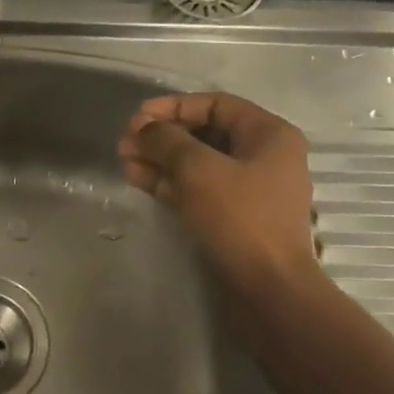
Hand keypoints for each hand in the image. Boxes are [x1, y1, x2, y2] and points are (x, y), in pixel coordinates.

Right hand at [118, 92, 320, 288]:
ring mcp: (249, 189)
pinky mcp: (234, 217)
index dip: (173, 107)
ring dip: (160, 159)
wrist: (268, 289)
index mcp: (269, 134)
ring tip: (124, 161)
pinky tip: (139, 180)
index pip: (215, 104)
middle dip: (162, 136)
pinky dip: (170, 183)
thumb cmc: (240, 219)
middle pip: (204, 133)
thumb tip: (144, 130)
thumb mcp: (198, 170)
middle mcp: (263, 156)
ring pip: (197, 163)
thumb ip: (167, 141)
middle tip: (125, 143)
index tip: (137, 118)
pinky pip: (199, 189)